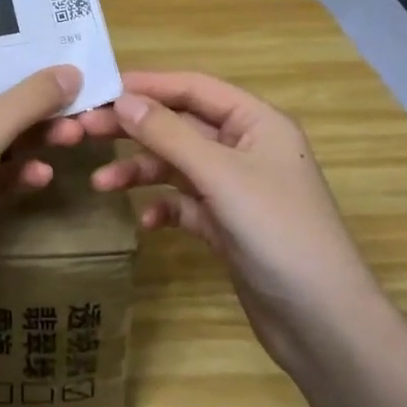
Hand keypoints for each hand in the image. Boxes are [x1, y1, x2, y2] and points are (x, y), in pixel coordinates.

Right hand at [78, 72, 375, 376]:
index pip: (195, 88)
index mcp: (256, 123)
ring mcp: (237, 189)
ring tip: (101, 183)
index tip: (100, 88)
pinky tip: (146, 222)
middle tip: (85, 130)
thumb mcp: (220, 175)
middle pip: (181, 125)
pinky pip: (186, 204)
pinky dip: (163, 207)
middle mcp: (246, 148)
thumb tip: (123, 99)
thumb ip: (169, 134)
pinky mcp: (228, 226)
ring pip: (178, 166)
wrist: (321, 322)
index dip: (148, 84)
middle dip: (135, 128)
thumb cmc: (277, 232)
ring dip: (141, 171)